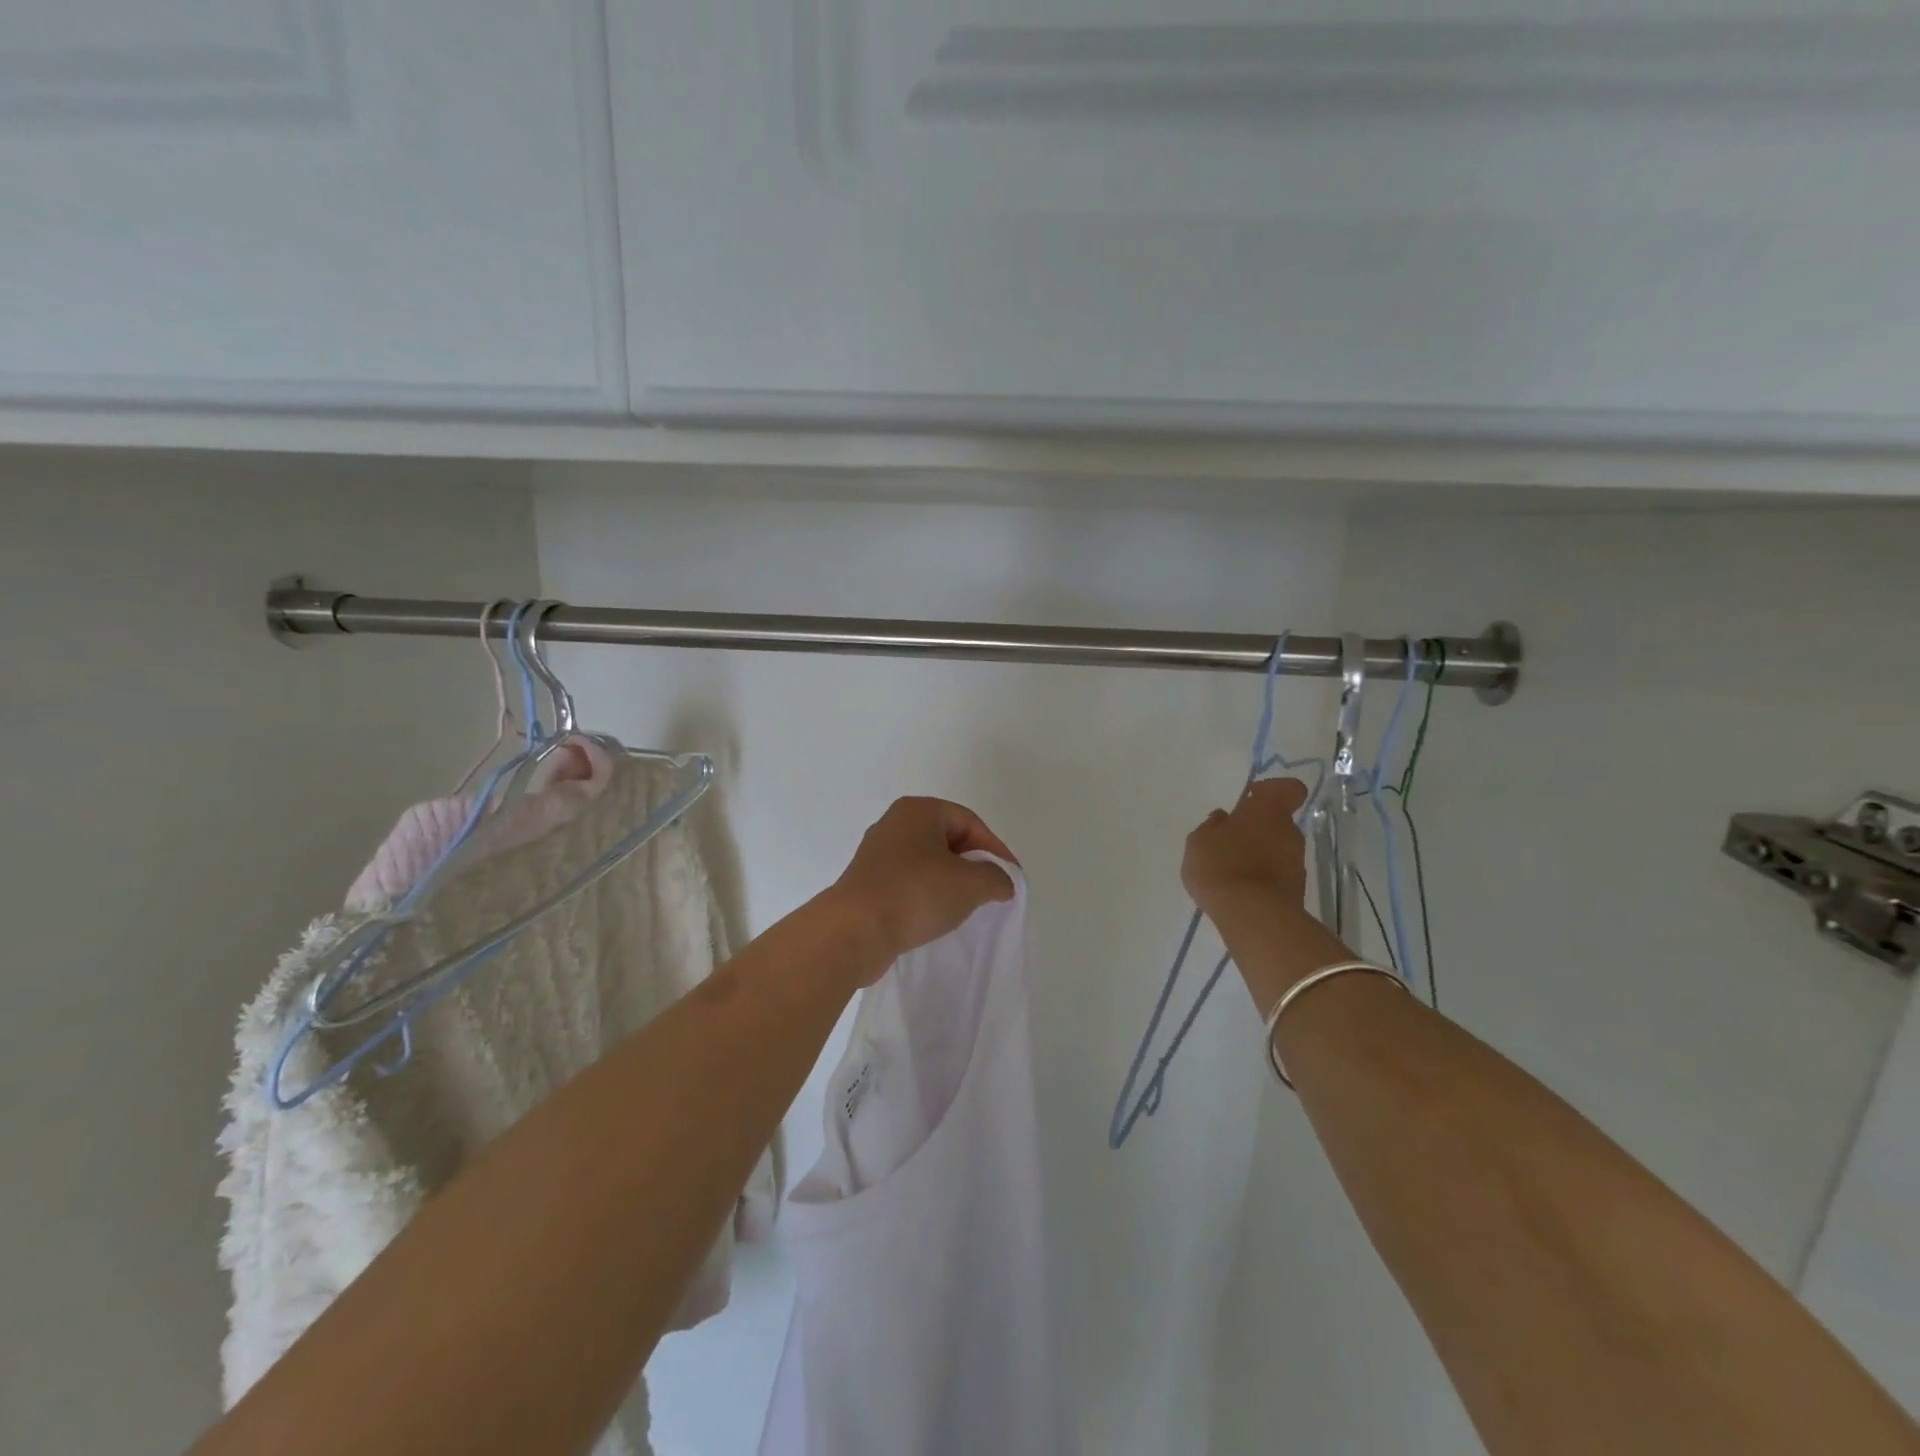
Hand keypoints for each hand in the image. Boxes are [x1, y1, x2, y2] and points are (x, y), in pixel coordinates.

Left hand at [830, 798, 1017, 976]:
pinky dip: (927, 895)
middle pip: (947, 839)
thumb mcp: (971, 884)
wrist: (855, 930)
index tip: (1009, 878)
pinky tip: (936, 916)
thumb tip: (1002, 882)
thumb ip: (996, 878)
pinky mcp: (868, 883)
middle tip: (990, 890)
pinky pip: (908, 883)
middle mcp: (894, 824)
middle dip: (972, 864)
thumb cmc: (916, 893)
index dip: (995, 849)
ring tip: (966, 906)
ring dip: (950, 882)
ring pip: (927, 862)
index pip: (969, 821)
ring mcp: (877, 854)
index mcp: (918, 810)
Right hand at [1182, 777, 1311, 917]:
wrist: (1252, 916)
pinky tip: (1240, 890)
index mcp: (1268, 810)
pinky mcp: (1297, 890)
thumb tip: (1222, 819)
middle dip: (1258, 828)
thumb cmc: (1222, 865)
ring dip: (1260, 854)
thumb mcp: (1199, 841)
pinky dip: (1263, 878)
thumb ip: (1211, 827)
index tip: (1250, 798)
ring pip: (1278, 849)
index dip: (1272, 790)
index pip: (1289, 788)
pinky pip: (1278, 875)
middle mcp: (1290, 832)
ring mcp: (1297, 862)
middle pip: (1279, 822)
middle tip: (1230, 840)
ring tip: (1231, 870)